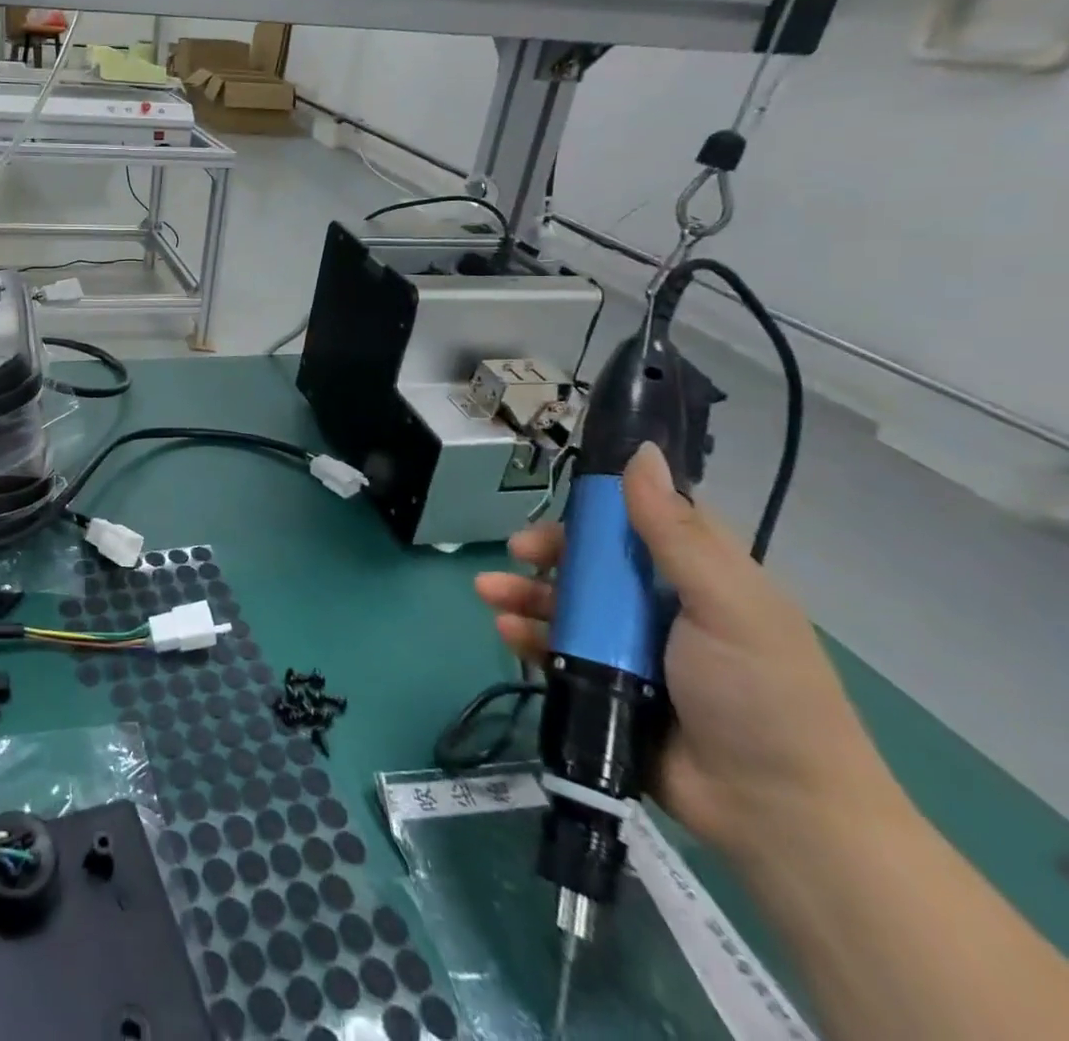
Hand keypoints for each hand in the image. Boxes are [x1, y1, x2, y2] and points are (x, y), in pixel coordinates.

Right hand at [476, 443, 897, 860]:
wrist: (777, 816)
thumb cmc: (761, 695)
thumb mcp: (726, 603)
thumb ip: (674, 531)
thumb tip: (642, 451)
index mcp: (701, 577)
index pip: (644, 521)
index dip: (602, 506)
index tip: (566, 501)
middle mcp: (661, 606)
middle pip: (592, 561)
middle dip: (549, 552)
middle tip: (519, 551)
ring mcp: (630, 648)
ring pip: (564, 603)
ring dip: (522, 592)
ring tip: (489, 593)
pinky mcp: (604, 686)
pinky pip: (554, 650)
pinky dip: (525, 637)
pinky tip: (505, 631)